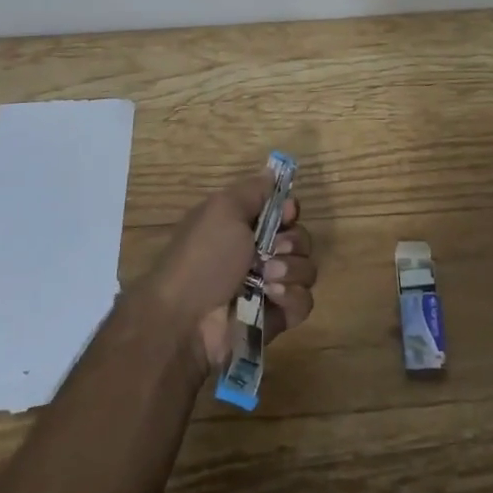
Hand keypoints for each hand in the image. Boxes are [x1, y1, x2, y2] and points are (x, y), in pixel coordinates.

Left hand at [138, 172, 316, 372]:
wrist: (186, 320)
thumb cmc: (203, 258)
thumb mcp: (223, 209)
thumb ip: (253, 190)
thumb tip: (272, 172)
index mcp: (242, 227)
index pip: (284, 212)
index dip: (290, 211)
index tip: (286, 214)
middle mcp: (258, 255)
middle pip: (300, 238)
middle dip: (292, 242)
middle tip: (272, 251)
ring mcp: (269, 287)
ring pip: (306, 269)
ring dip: (291, 270)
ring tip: (267, 279)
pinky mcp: (276, 318)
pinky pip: (304, 301)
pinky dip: (291, 298)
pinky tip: (272, 298)